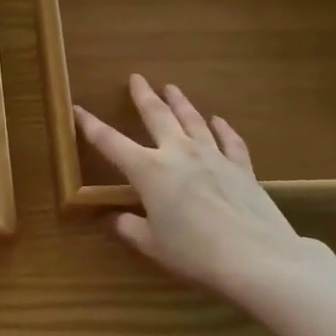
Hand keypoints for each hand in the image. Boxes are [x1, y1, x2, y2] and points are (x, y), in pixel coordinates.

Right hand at [75, 75, 335, 302]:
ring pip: (192, 120)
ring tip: (172, 88)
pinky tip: (219, 120)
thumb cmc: (195, 253)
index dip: (91, 125)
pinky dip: (222, 128)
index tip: (78, 108)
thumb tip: (113, 219)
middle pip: (157, 116)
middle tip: (137, 78)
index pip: (110, 142)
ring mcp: (212, 156)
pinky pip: (229, 141)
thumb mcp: (153, 246)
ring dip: (180, 103)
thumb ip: (130, 228)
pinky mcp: (242, 168)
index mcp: (148, 170)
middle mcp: (178, 153)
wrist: (257, 258)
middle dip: (143, 96)